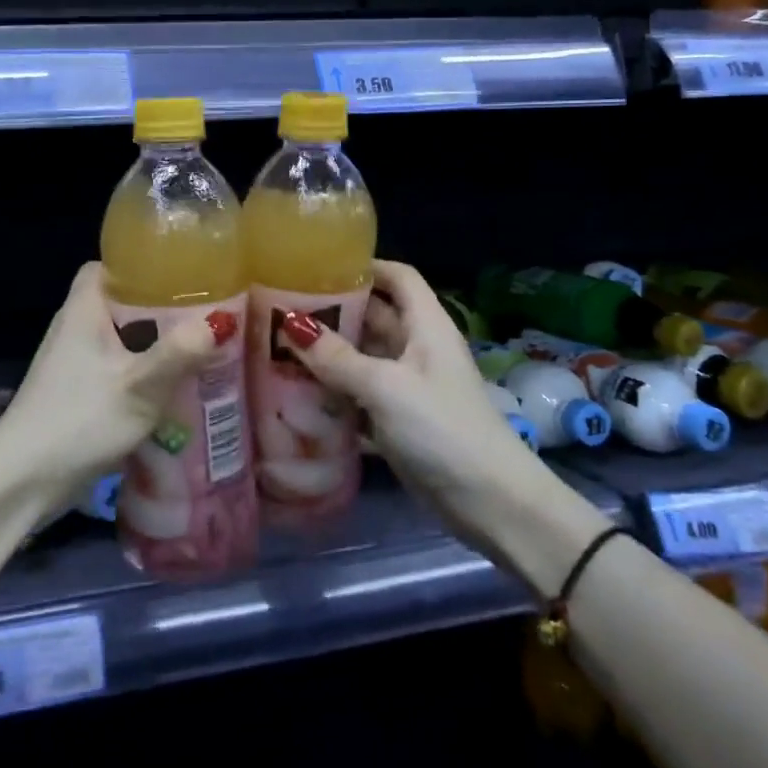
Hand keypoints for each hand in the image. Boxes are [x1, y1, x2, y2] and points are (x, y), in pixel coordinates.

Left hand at [0, 263, 233, 504]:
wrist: (23, 482)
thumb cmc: (78, 420)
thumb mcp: (138, 386)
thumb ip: (178, 353)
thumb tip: (221, 321)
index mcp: (83, 309)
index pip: (109, 266)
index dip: (143, 264)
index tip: (183, 272)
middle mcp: (76, 328)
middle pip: (122, 302)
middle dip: (162, 307)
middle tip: (206, 312)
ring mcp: (74, 363)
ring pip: (123, 338)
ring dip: (157, 343)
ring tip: (202, 346)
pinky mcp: (78, 393)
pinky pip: (118, 368)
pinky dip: (144, 371)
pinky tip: (175, 386)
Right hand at [279, 260, 545, 549]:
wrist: (489, 502)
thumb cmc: (442, 428)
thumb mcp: (386, 387)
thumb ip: (337, 358)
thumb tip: (290, 324)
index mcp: (425, 326)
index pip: (397, 277)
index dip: (364, 265)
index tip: (317, 265)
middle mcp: (416, 349)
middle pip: (373, 316)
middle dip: (332, 311)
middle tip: (280, 308)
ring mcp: (407, 386)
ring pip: (362, 358)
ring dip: (328, 355)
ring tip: (277, 347)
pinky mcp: (398, 420)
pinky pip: (359, 395)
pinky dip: (333, 393)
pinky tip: (296, 395)